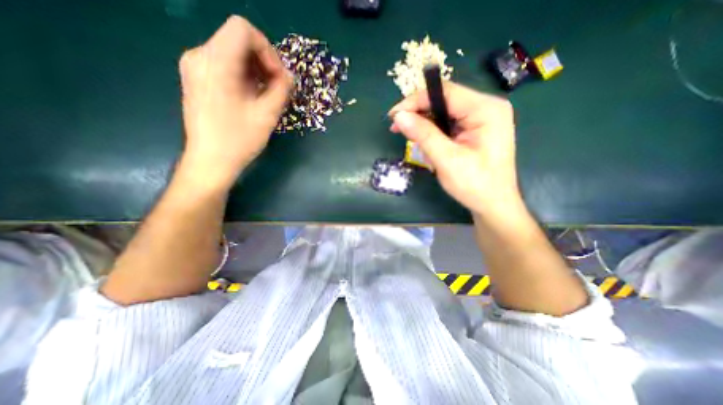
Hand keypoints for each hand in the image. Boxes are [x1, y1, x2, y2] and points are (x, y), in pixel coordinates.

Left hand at [179, 16, 290, 188]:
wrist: (210, 161)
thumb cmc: (239, 140)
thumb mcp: (267, 115)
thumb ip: (281, 90)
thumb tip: (289, 76)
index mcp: (216, 62)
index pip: (243, 29)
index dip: (268, 50)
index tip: (278, 77)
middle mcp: (200, 56)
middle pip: (238, 40)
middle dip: (264, 62)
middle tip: (278, 88)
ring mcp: (195, 67)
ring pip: (233, 53)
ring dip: (256, 70)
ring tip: (268, 95)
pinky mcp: (198, 79)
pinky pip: (225, 65)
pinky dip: (244, 76)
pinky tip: (253, 97)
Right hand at [393, 83, 522, 218]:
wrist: (493, 204)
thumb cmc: (474, 184)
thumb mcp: (446, 159)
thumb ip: (423, 135)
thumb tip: (399, 116)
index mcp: (485, 109)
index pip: (445, 92)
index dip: (415, 100)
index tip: (393, 115)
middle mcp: (485, 107)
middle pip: (444, 100)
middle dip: (418, 113)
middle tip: (397, 128)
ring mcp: (481, 118)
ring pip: (443, 112)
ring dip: (424, 125)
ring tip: (411, 140)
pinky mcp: (475, 129)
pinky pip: (448, 123)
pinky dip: (433, 132)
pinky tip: (426, 145)